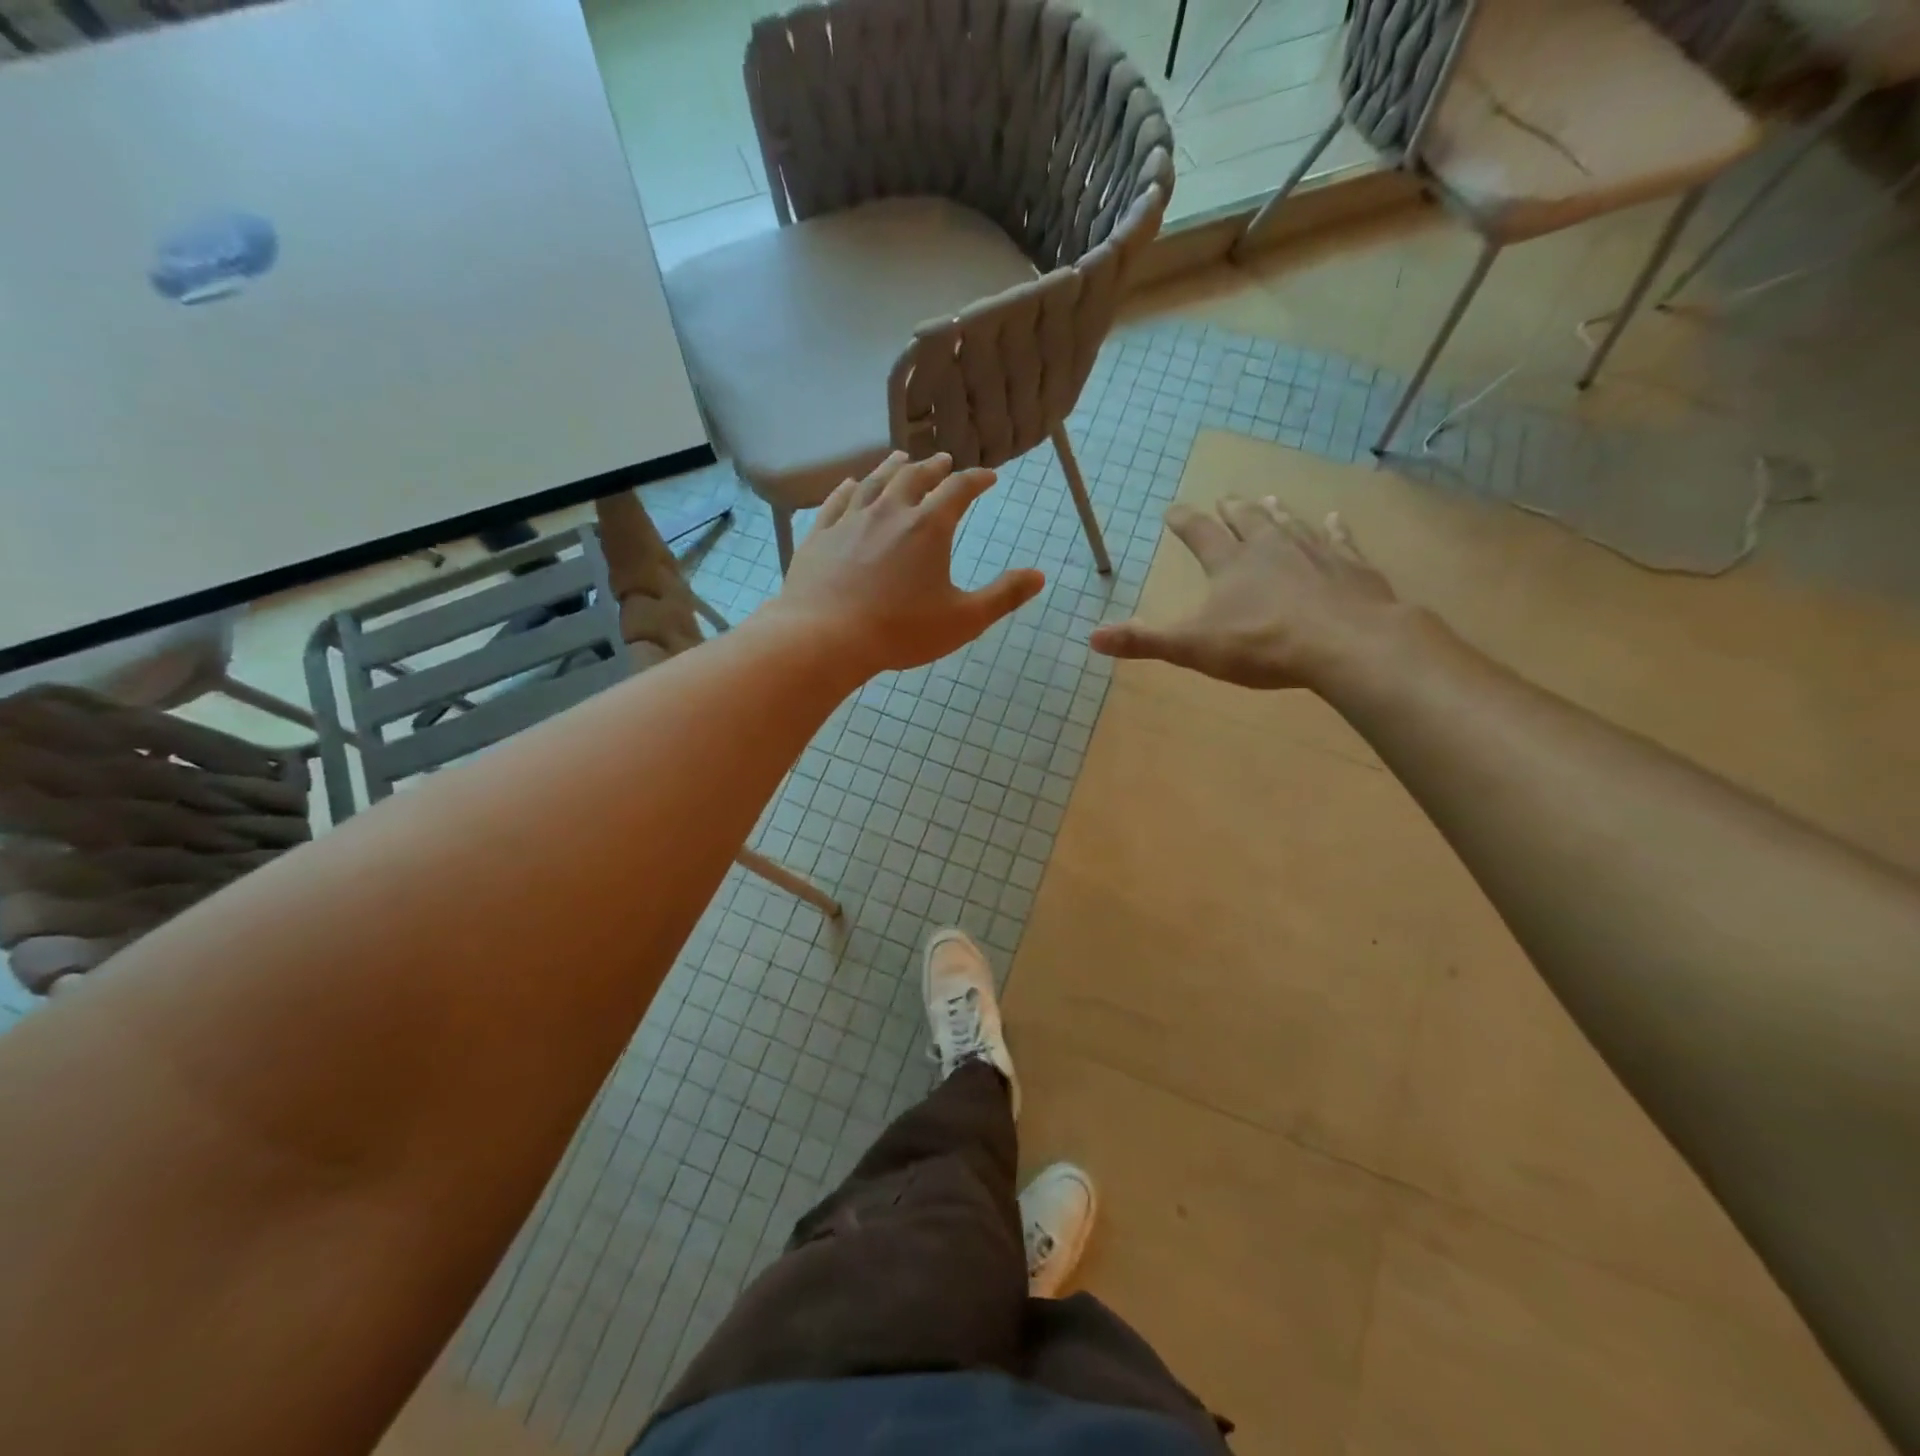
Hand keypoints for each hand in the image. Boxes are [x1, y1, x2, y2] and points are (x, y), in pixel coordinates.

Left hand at [773, 452, 1045, 674]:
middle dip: (934, 467)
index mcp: (928, 527)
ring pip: (874, 482)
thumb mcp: (964, 620)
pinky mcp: (820, 535)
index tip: (988, 477)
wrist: (826, 637)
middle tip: (944, 460)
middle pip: (915, 477)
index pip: (959, 490)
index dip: (977, 479)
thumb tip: (1039, 576)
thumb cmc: (901, 631)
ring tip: (901, 458)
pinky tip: (851, 484)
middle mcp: (890, 511)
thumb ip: (1004, 596)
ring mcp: (850, 520)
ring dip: (892, 467)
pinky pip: (837, 501)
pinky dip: (849, 488)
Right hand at [1090, 496, 1402, 689]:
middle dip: (1233, 511)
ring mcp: (1314, 552)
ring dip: (1276, 513)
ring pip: (1290, 524)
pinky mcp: (1350, 567)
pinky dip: (1334, 528)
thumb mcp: (1193, 648)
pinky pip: (1339, 540)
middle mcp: (1270, 547)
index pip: (1200, 534)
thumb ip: (1144, 641)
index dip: (1184, 522)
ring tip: (1269, 499)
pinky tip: (1334, 518)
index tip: (1173, 510)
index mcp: (1230, 564)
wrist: (1345, 644)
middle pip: (1248, 521)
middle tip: (1226, 498)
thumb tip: (1092, 636)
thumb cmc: (1263, 645)